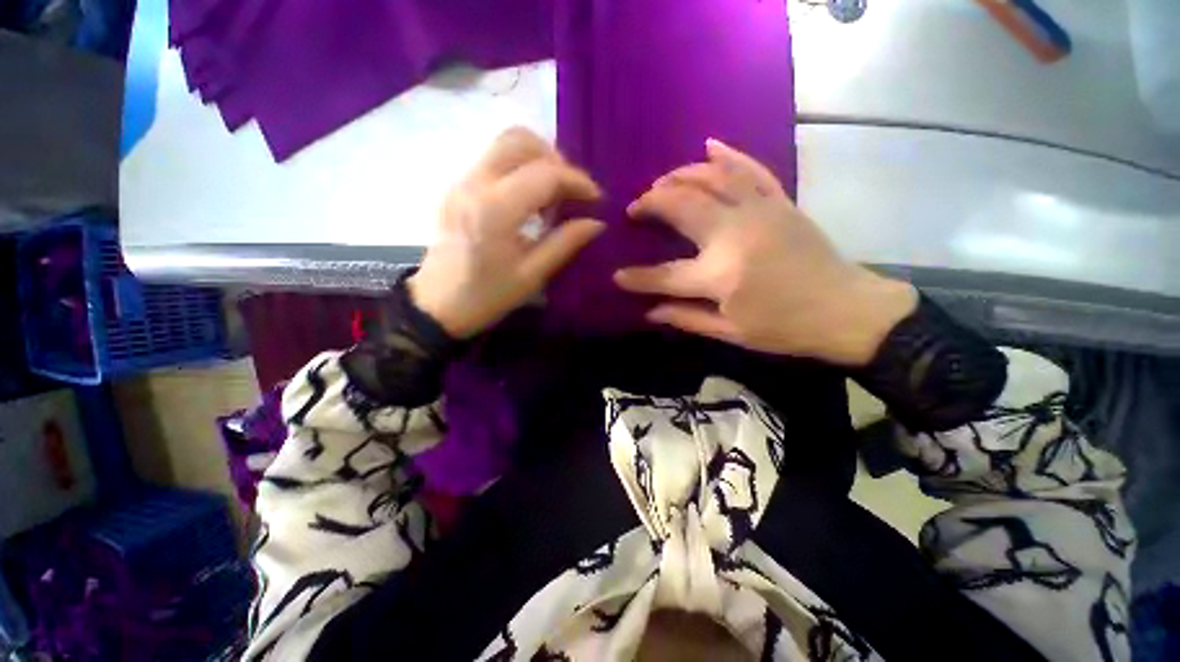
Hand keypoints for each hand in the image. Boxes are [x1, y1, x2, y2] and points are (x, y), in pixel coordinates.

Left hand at [409, 128, 605, 337]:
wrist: (437, 305)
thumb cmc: (486, 296)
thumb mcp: (532, 276)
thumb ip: (565, 243)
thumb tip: (596, 223)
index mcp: (495, 210)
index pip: (545, 174)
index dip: (577, 181)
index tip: (597, 200)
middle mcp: (475, 183)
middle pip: (520, 140)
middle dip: (556, 159)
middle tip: (573, 191)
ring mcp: (461, 181)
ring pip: (505, 145)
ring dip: (538, 160)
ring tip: (555, 194)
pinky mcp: (457, 187)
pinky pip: (494, 160)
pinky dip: (520, 168)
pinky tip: (532, 199)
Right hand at [614, 139, 916, 365]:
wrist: (846, 309)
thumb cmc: (785, 328)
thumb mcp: (730, 332)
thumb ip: (685, 318)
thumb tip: (649, 311)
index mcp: (720, 274)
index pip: (664, 275)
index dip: (637, 278)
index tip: (617, 276)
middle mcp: (734, 234)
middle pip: (680, 206)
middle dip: (650, 204)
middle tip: (634, 209)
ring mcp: (759, 211)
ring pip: (709, 178)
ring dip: (678, 176)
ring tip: (659, 183)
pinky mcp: (779, 202)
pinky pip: (750, 169)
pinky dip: (727, 155)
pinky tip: (708, 146)